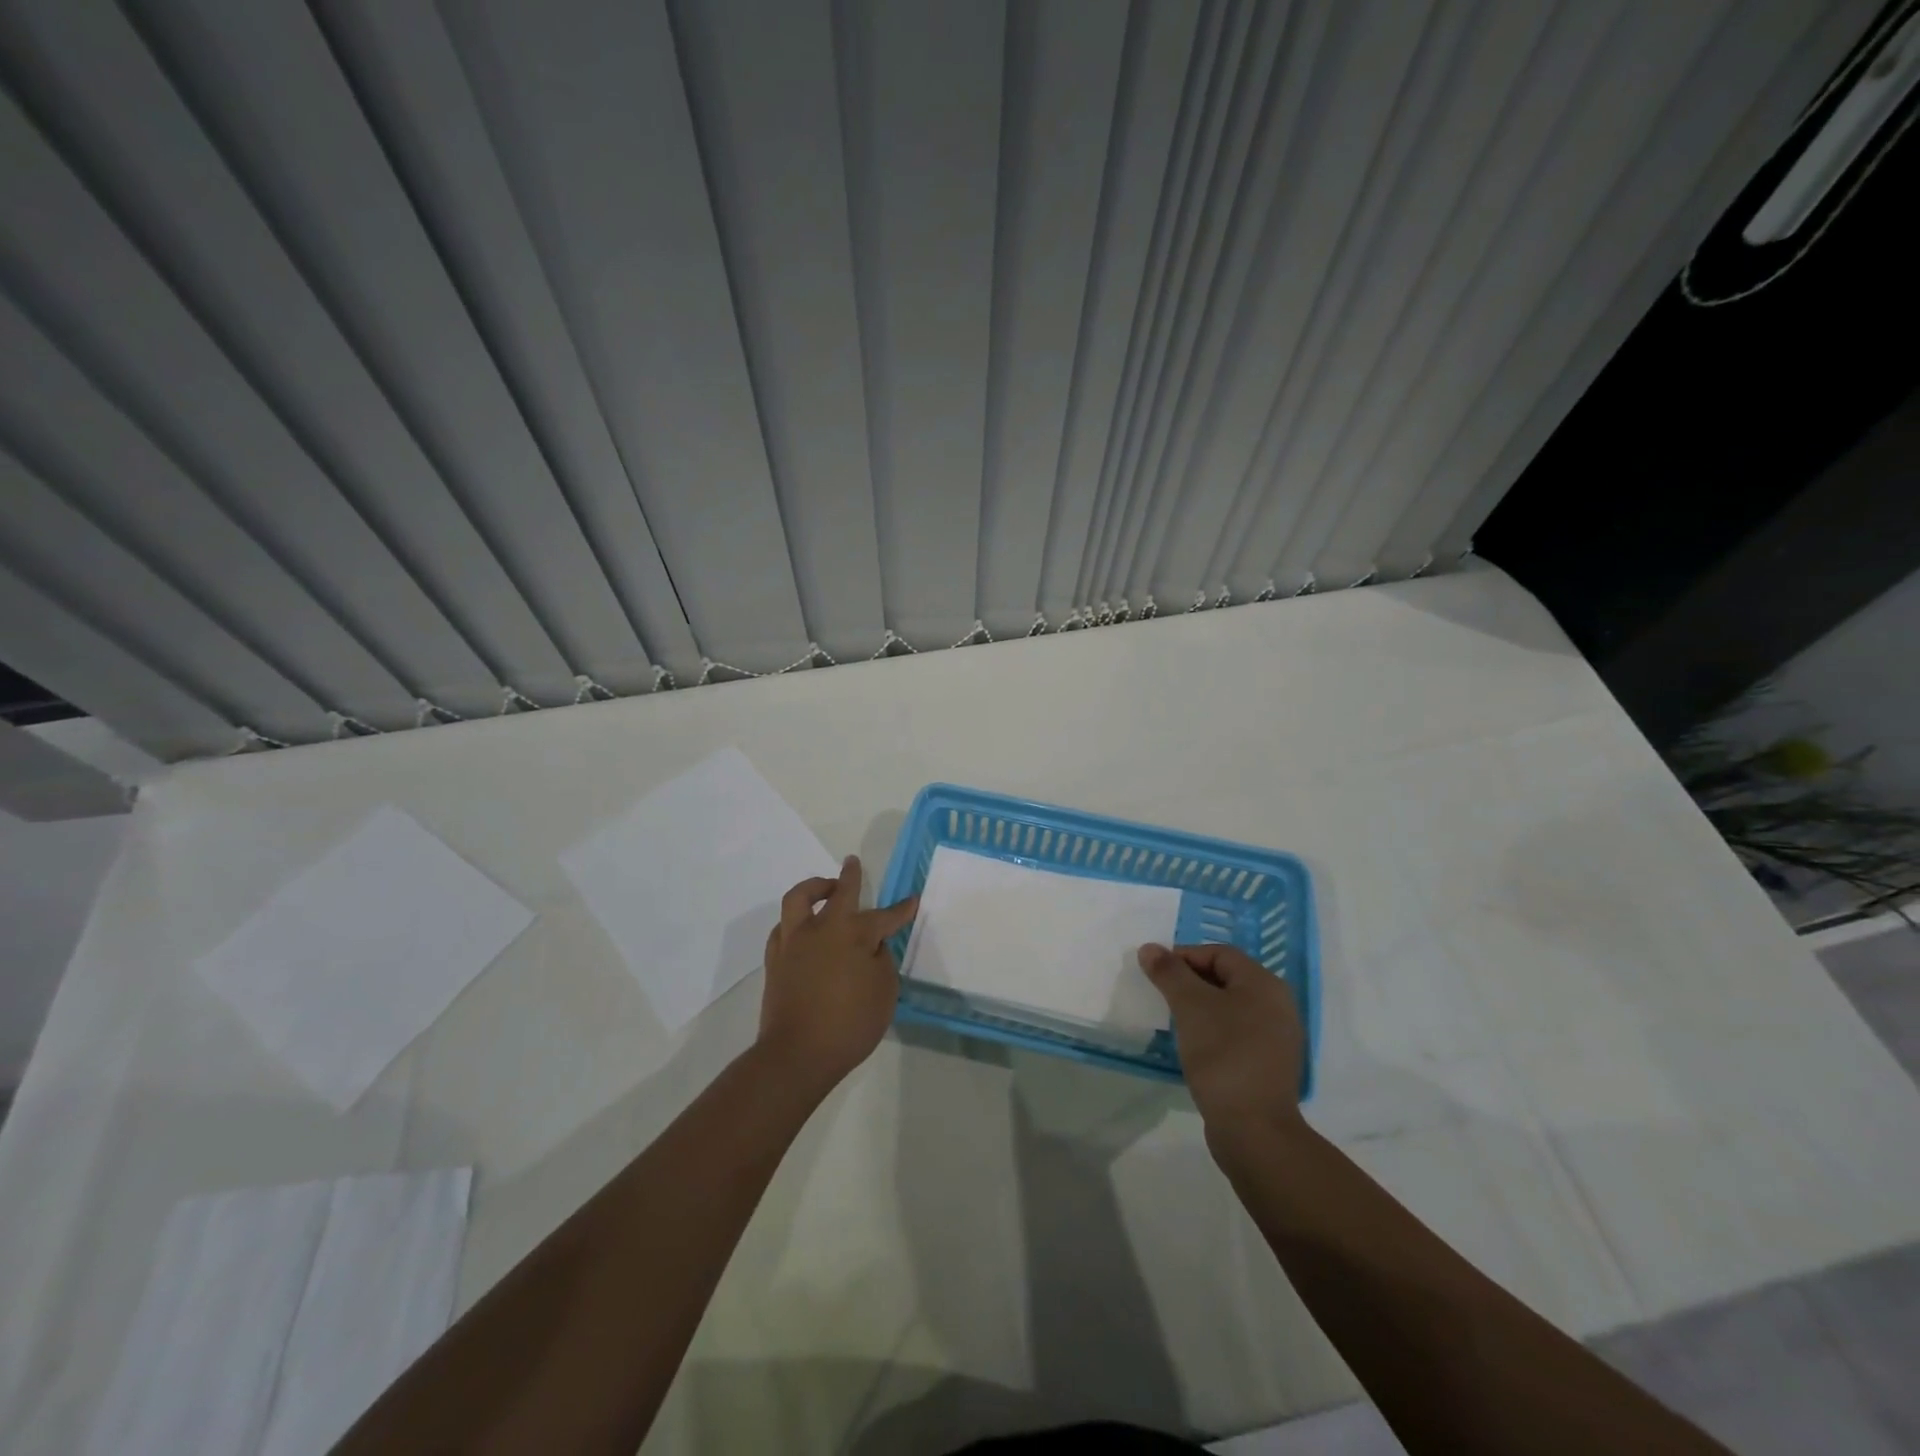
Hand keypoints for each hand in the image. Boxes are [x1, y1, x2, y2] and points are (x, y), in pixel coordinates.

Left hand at [759, 856, 917, 1093]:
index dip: (901, 909)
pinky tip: (803, 928)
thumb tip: (872, 946)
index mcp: (853, 934)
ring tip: (825, 889)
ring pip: (800, 898)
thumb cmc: (849, 1024)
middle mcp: (822, 928)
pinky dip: (795, 920)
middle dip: (850, 876)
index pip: (884, 916)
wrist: (797, 1054)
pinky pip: (783, 927)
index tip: (912, 900)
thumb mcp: (883, 993)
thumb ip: (881, 961)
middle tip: (853, 863)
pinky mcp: (775, 959)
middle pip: (839, 892)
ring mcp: (794, 941)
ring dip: (814, 887)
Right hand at [1138, 943, 1305, 1141]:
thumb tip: (1149, 948)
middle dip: (1190, 982)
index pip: (1219, 953)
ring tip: (1174, 1021)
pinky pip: (1236, 1033)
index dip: (1184, 956)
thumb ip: (1169, 973)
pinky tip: (1194, 1046)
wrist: (1254, 1129)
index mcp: (1264, 984)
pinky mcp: (1269, 1064)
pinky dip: (1213, 1031)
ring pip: (1230, 1007)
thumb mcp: (1190, 1006)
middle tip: (1161, 995)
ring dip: (1200, 1007)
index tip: (1155, 973)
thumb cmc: (1223, 1054)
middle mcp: (1277, 1005)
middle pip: (1226, 978)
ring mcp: (1277, 1037)